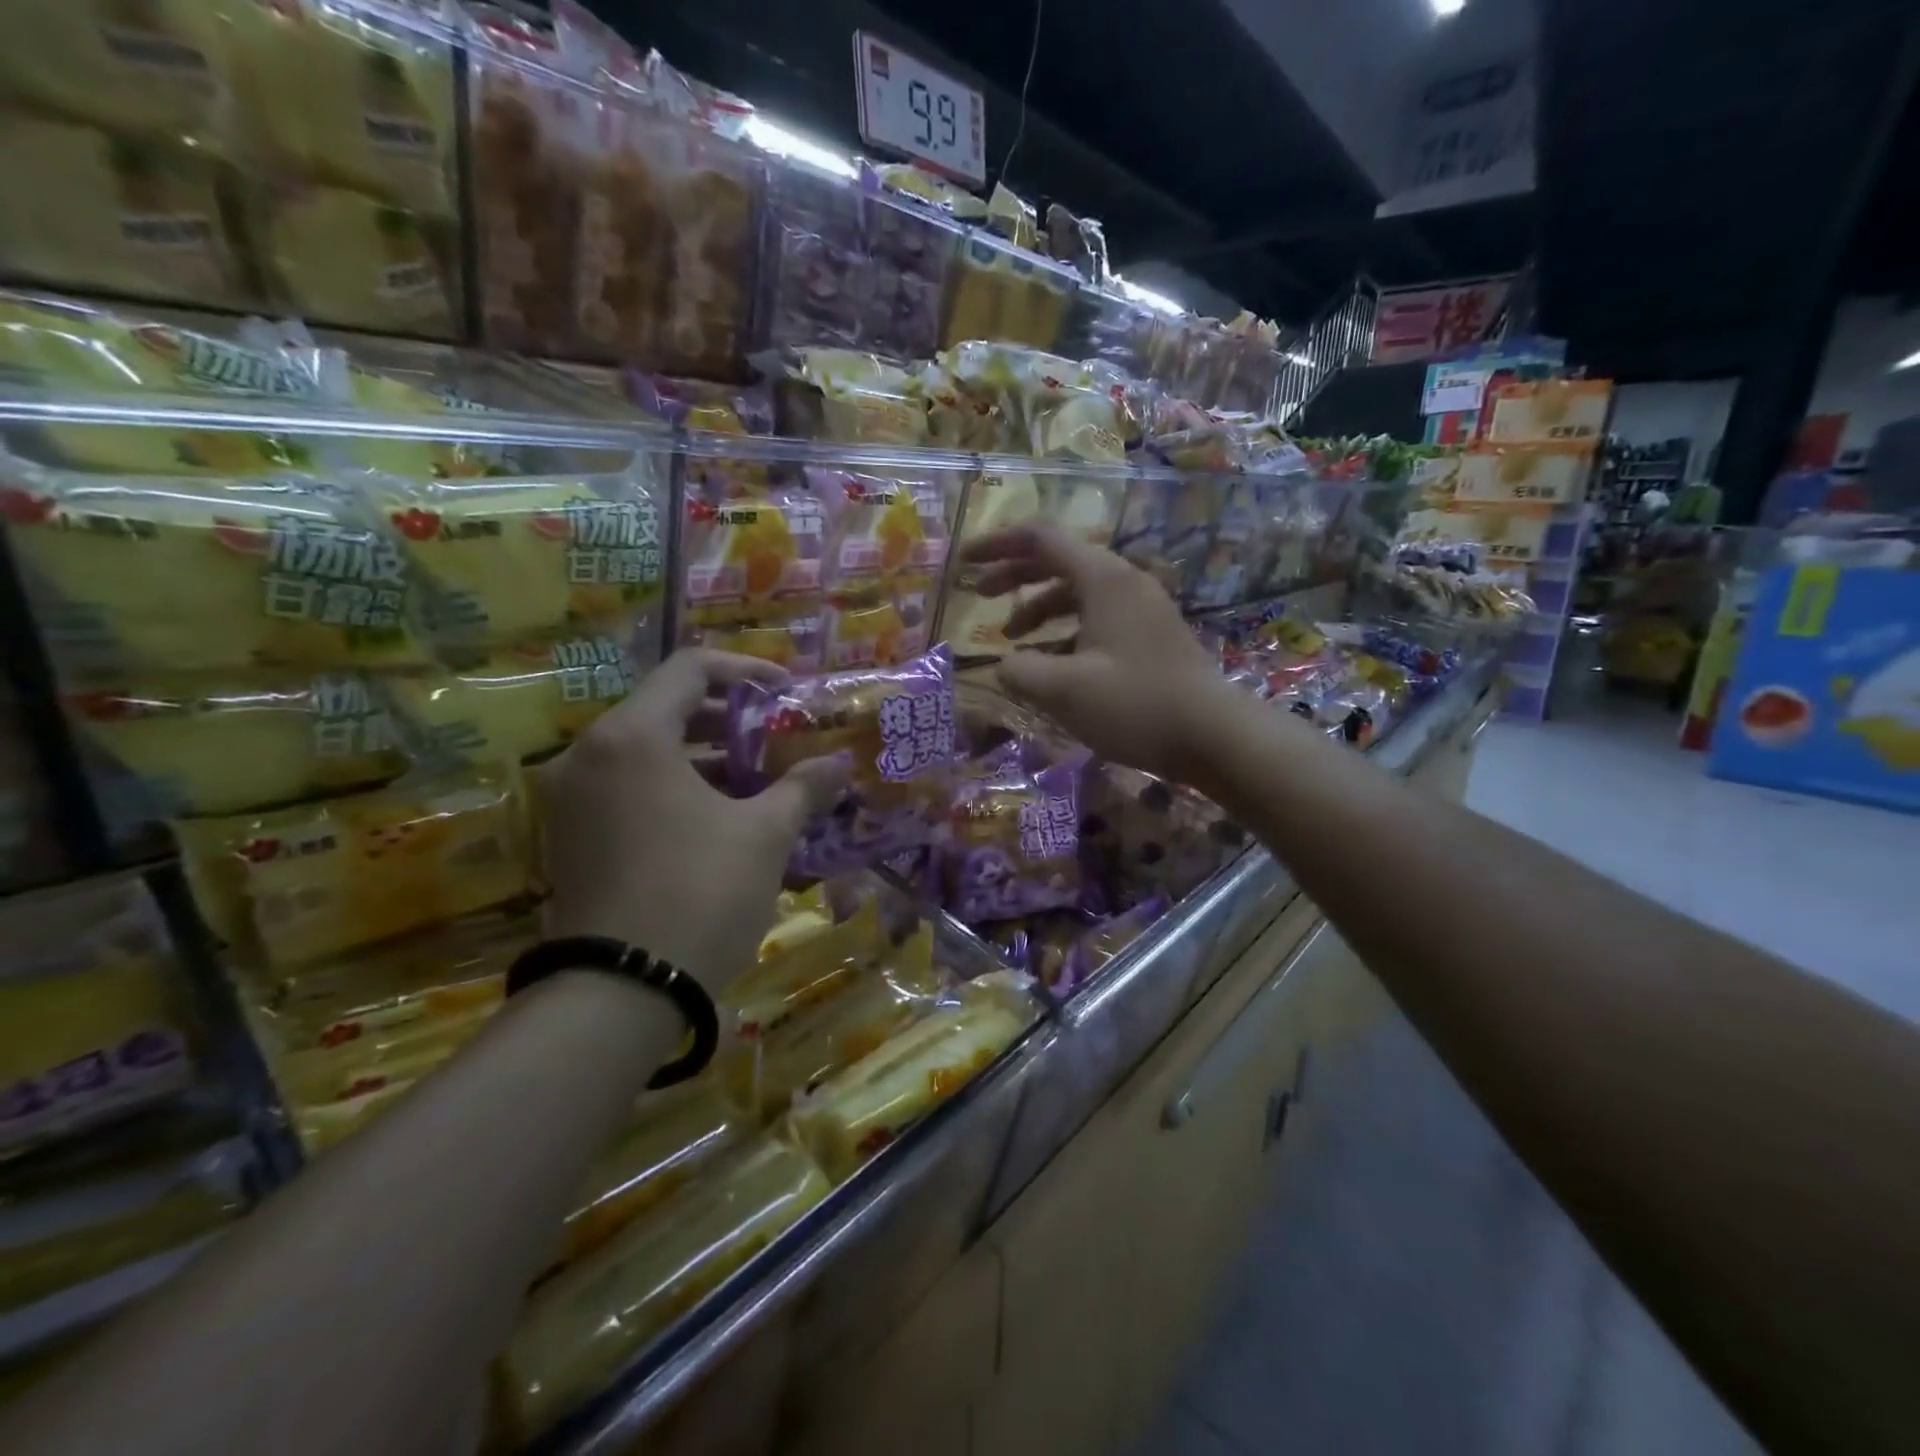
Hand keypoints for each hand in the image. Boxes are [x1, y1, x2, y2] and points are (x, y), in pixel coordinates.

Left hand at [538, 649, 849, 994]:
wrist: (621, 994)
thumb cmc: (699, 893)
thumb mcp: (764, 835)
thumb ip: (803, 787)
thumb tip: (840, 763)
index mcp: (632, 737)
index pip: (690, 669)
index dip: (746, 671)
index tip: (787, 693)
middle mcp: (589, 754)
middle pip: (665, 708)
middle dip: (728, 718)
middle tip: (776, 738)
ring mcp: (571, 799)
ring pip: (645, 751)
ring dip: (703, 755)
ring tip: (756, 779)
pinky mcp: (569, 837)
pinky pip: (627, 787)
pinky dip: (673, 786)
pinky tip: (717, 816)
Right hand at [962, 525, 1235, 780]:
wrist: (1214, 735)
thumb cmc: (1135, 705)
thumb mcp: (1063, 691)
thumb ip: (1020, 671)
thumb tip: (1004, 665)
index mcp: (1103, 578)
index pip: (1039, 539)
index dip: (996, 545)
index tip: (963, 563)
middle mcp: (1124, 580)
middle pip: (1058, 560)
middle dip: (1014, 575)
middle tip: (979, 594)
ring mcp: (1141, 606)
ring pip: (1078, 591)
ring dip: (1039, 608)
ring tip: (1012, 639)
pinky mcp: (1150, 633)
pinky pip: (1097, 616)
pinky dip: (1066, 630)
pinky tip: (1053, 661)